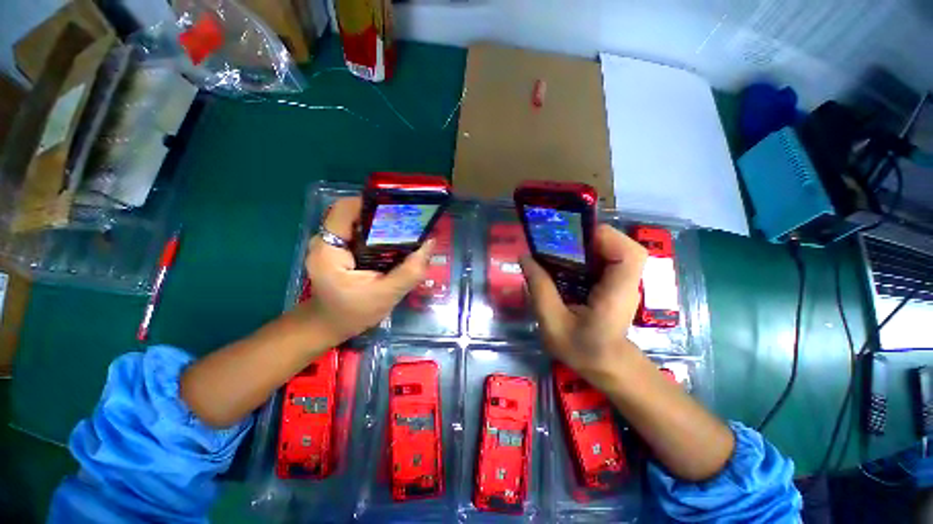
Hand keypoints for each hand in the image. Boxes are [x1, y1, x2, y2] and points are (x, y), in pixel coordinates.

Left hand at [298, 197, 433, 343]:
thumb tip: (431, 244)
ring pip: (358, 223)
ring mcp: (330, 245)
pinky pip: (359, 233)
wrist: (330, 326)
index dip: (373, 204)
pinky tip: (394, 245)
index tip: (400, 211)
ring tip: (406, 232)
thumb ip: (409, 272)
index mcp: (328, 250)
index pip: (345, 209)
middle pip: (354, 214)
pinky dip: (377, 235)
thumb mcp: (386, 295)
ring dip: (382, 225)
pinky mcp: (338, 250)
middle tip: (409, 223)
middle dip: (382, 215)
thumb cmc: (353, 314)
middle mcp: (325, 241)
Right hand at [520, 224, 646, 384]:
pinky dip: (584, 255)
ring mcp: (622, 281)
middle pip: (619, 245)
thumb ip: (540, 290)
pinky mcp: (614, 282)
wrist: (607, 366)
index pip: (629, 254)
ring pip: (610, 249)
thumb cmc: (582, 350)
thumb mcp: (553, 323)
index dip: (605, 238)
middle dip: (587, 238)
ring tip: (557, 251)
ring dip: (584, 245)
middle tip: (557, 243)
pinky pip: (603, 258)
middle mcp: (626, 283)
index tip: (573, 238)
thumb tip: (525, 258)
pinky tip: (564, 263)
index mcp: (616, 294)